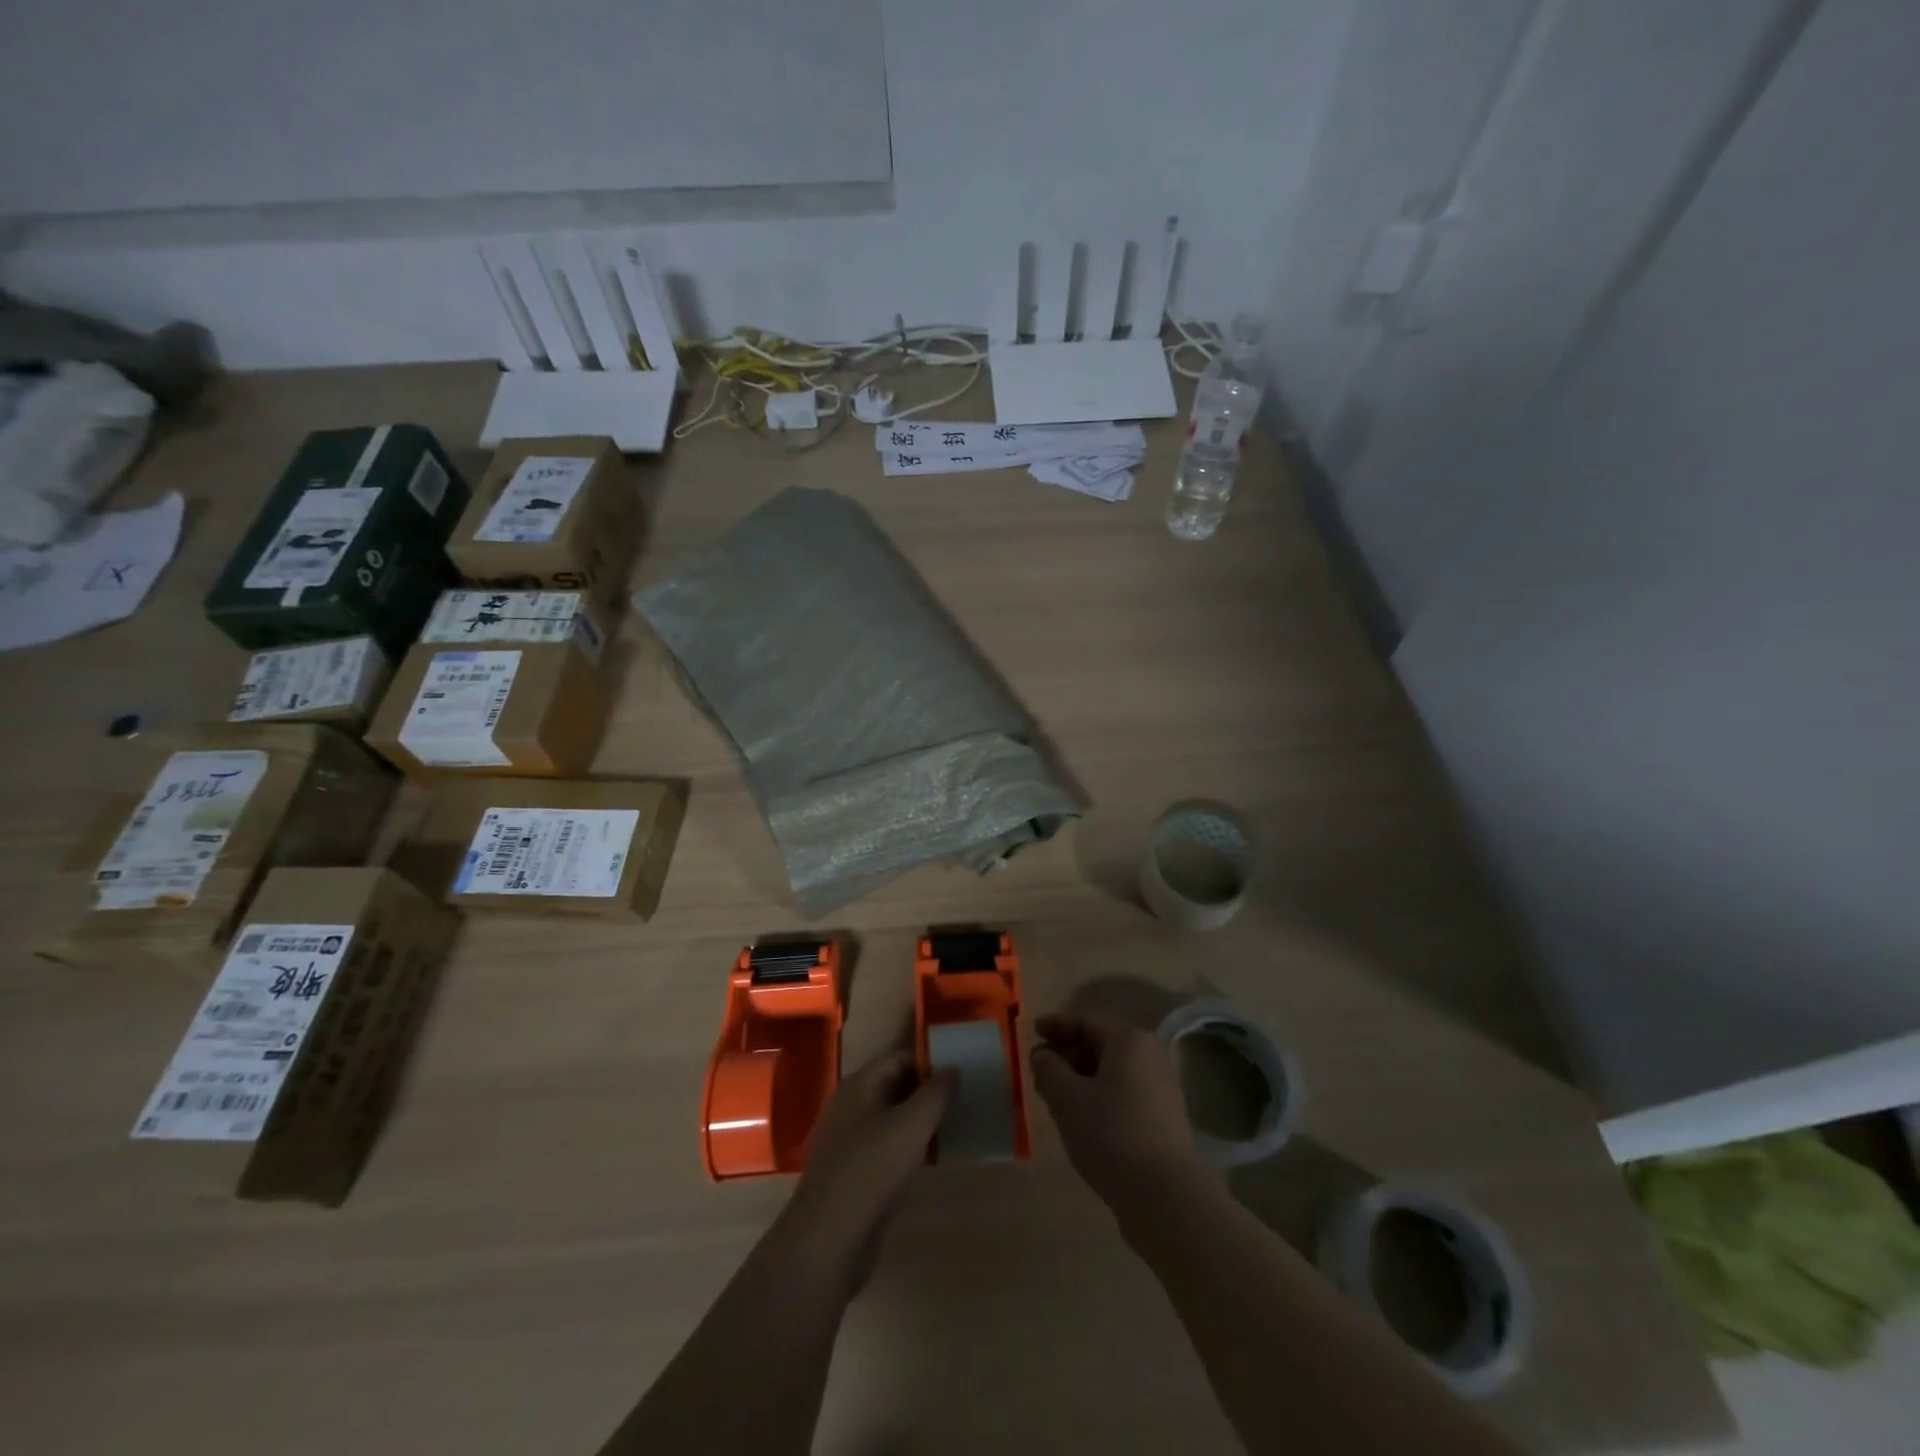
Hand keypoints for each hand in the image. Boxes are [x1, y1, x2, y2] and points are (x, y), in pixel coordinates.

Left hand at [784, 1049, 954, 1277]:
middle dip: (925, 1092)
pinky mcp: (850, 1173)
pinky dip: (905, 1148)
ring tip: (950, 1128)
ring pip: (889, 1119)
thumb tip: (952, 1069)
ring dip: (917, 1121)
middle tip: (960, 1101)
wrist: (829, 1238)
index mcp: (859, 1085)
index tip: (959, 1075)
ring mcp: (846, 1141)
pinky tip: (926, 1161)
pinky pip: (883, 1147)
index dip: (929, 1062)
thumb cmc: (873, 1169)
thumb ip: (936, 1093)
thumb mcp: (913, 1125)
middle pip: (893, 1086)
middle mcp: (849, 1106)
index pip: (899, 1057)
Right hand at [1030, 1011, 1203, 1209]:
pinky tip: (1081, 1117)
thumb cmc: (1111, 1134)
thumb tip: (1042, 1054)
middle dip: (1067, 1054)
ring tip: (1055, 1096)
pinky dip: (1099, 1095)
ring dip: (1081, 1077)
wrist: (1165, 1195)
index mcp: (1129, 1040)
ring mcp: (1160, 1087)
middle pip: (1101, 1043)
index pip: (1086, 1021)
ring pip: (1112, 1070)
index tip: (1032, 1032)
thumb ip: (1049, 1069)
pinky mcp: (1163, 1117)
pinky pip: (1123, 1091)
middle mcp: (1150, 1055)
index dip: (1056, 1025)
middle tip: (1039, 1070)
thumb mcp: (1068, 1099)